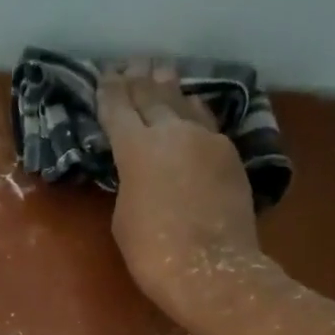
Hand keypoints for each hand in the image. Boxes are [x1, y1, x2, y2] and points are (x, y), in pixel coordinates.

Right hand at [97, 61, 268, 319]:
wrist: (212, 270)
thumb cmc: (154, 252)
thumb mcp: (124, 216)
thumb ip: (129, 181)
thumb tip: (141, 169)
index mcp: (136, 148)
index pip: (118, 109)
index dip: (109, 91)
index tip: (104, 76)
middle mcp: (172, 132)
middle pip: (152, 95)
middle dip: (138, 79)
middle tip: (131, 64)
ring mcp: (207, 140)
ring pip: (184, 102)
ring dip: (169, 87)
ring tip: (161, 72)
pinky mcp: (230, 155)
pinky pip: (207, 122)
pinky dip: (194, 111)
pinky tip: (191, 107)